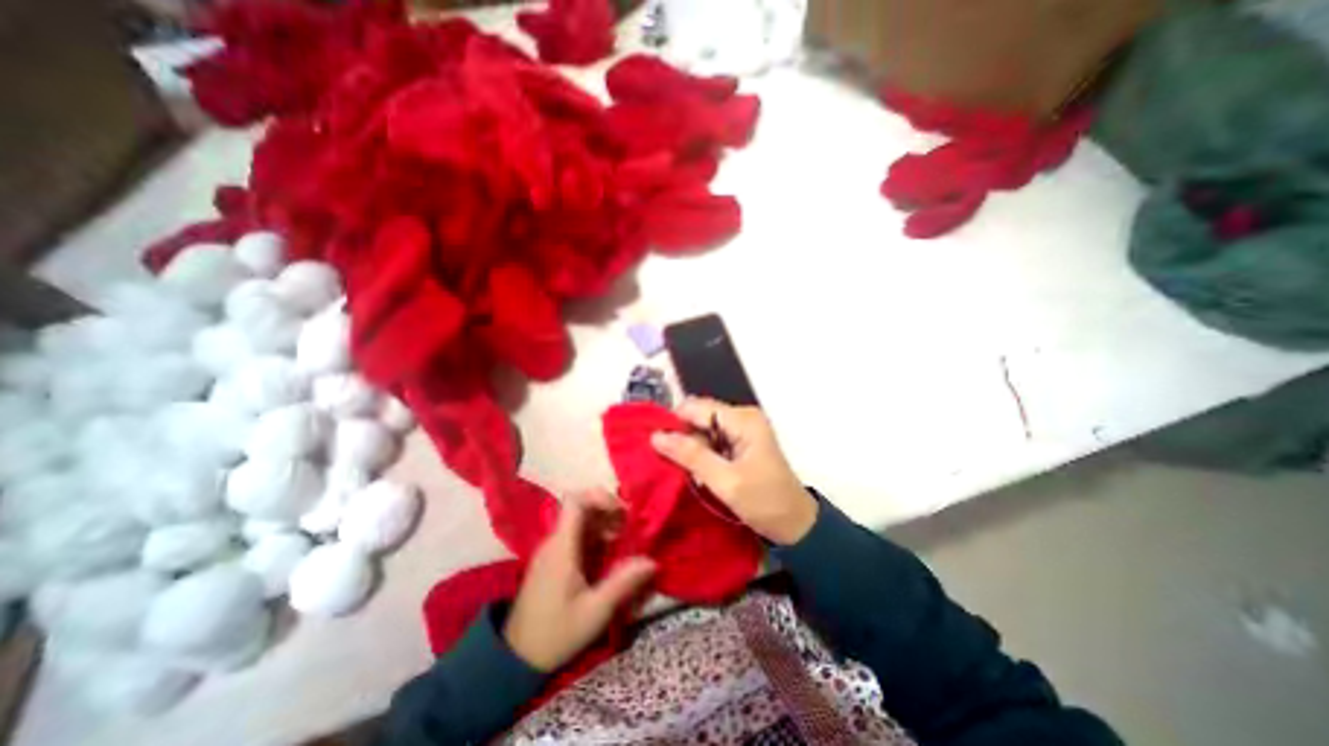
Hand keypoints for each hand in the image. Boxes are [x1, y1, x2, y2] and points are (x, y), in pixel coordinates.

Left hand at [500, 490, 655, 669]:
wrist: (516, 659)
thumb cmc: (556, 634)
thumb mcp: (595, 611)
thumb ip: (623, 583)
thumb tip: (652, 561)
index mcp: (561, 547)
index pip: (575, 501)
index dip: (600, 497)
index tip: (622, 511)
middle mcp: (554, 541)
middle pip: (580, 508)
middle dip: (607, 511)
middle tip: (629, 526)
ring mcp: (551, 550)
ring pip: (579, 522)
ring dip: (603, 524)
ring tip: (623, 540)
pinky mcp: (552, 560)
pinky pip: (575, 536)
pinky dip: (594, 537)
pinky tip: (608, 554)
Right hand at [649, 399, 815, 545]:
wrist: (795, 526)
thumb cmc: (765, 502)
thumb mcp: (725, 481)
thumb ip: (691, 456)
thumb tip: (656, 436)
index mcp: (742, 419)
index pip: (697, 408)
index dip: (674, 423)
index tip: (654, 445)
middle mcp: (741, 417)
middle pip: (699, 417)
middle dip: (682, 438)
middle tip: (670, 464)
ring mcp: (741, 430)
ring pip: (702, 430)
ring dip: (690, 449)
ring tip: (683, 471)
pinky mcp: (739, 444)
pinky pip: (711, 442)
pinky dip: (700, 455)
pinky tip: (696, 473)